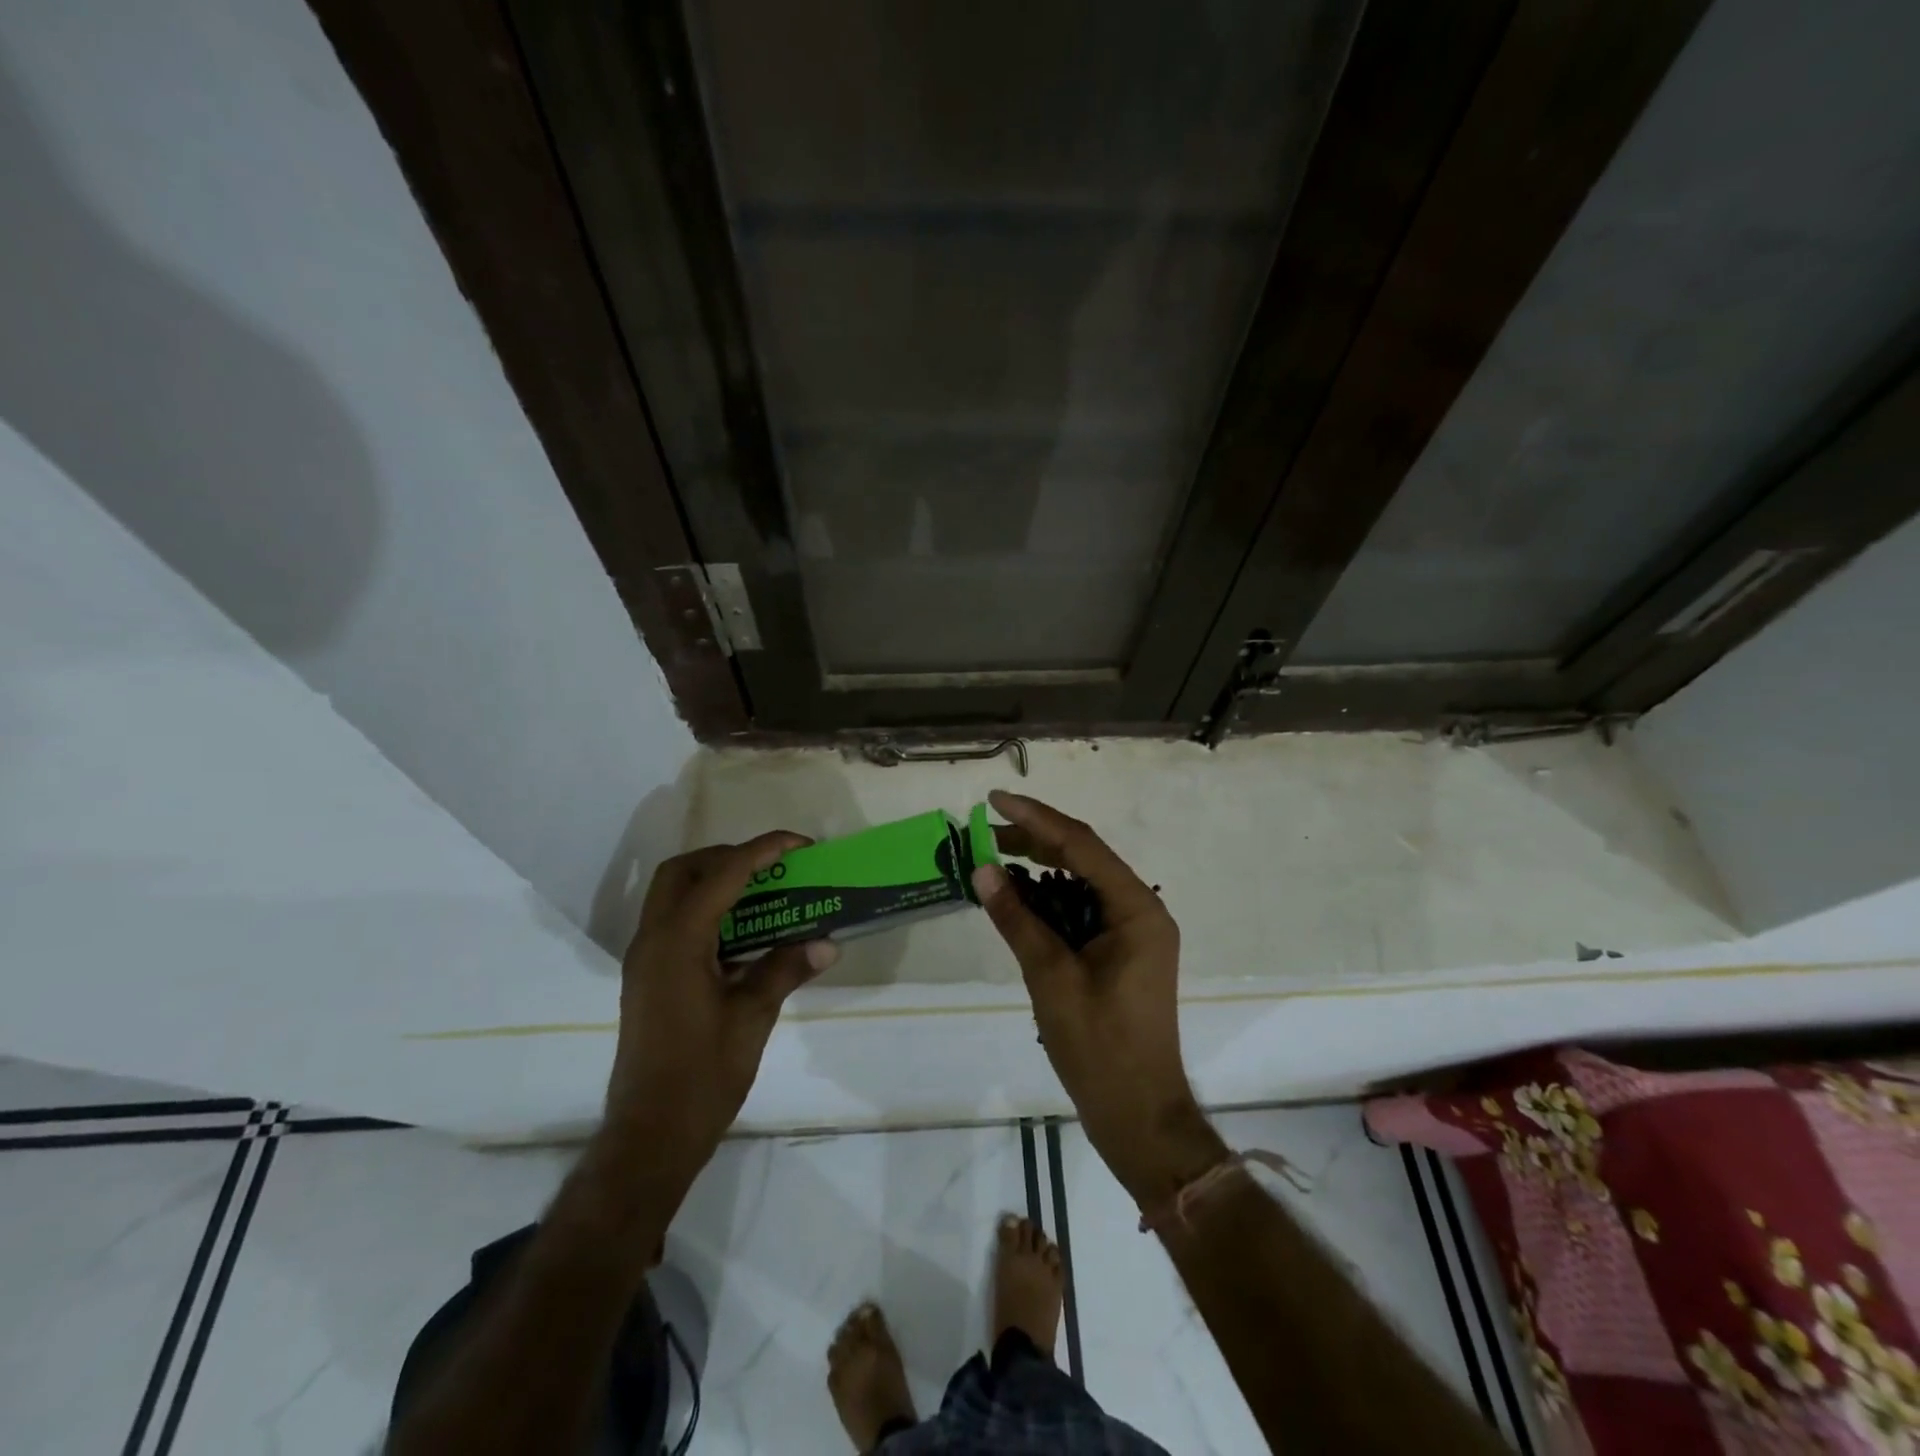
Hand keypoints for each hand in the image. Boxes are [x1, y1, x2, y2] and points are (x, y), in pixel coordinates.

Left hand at [601, 832, 838, 1197]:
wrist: (650, 1136)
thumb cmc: (702, 1076)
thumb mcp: (752, 1018)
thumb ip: (785, 969)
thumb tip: (827, 942)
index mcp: (677, 943)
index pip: (722, 874)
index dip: (763, 850)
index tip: (800, 845)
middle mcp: (653, 941)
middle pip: (683, 872)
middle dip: (728, 857)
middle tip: (773, 868)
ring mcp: (645, 960)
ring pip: (674, 895)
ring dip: (715, 882)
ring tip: (764, 893)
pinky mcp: (648, 978)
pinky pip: (676, 922)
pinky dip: (708, 911)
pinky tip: (745, 934)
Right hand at [972, 792, 1225, 1206]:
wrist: (1138, 1115)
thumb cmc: (1099, 1047)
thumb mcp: (1050, 977)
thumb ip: (1017, 919)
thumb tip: (982, 869)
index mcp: (1136, 909)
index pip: (1081, 846)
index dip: (1035, 818)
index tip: (994, 800)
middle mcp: (1140, 910)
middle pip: (1083, 858)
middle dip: (1034, 840)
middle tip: (984, 831)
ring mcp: (1132, 932)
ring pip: (1081, 882)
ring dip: (1039, 869)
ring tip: (994, 857)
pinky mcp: (1120, 952)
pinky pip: (1081, 910)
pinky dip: (1049, 900)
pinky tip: (1017, 898)